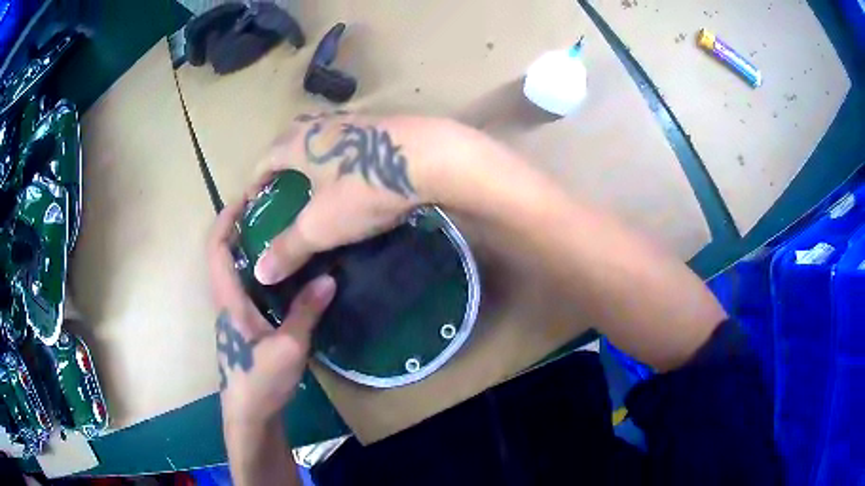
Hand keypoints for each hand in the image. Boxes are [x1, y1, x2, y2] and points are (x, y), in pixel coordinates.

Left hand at [208, 201, 335, 426]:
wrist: (249, 414)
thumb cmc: (260, 382)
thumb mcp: (289, 348)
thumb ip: (306, 312)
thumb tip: (329, 278)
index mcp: (229, 300)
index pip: (217, 249)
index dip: (225, 219)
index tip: (245, 197)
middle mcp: (227, 300)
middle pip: (223, 253)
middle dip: (239, 225)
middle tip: (269, 209)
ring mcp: (234, 313)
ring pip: (235, 269)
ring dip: (249, 246)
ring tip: (279, 231)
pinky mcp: (244, 324)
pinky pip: (247, 286)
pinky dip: (259, 268)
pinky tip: (285, 272)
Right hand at [248, 112, 484, 284]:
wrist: (432, 157)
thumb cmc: (365, 188)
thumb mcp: (321, 225)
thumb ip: (289, 247)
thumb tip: (260, 273)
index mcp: (298, 142)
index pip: (263, 161)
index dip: (254, 183)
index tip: (253, 204)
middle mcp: (322, 124)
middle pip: (290, 142)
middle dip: (281, 166)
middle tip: (281, 193)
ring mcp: (355, 122)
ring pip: (321, 140)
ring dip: (313, 160)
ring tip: (316, 186)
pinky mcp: (382, 127)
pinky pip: (349, 144)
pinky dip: (342, 160)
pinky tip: (354, 176)